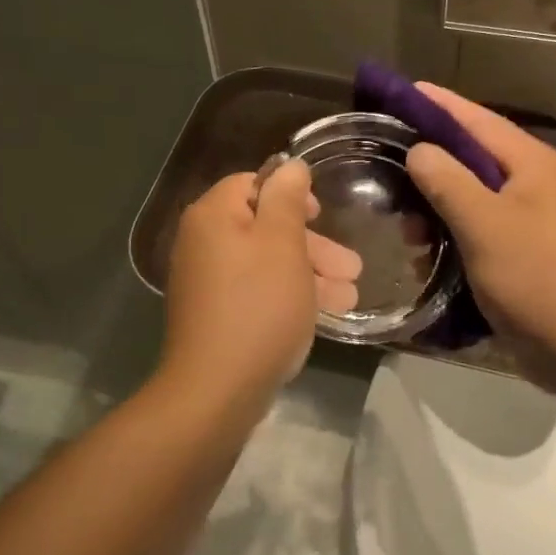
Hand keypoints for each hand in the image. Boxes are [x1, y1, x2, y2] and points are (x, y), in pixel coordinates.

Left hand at [161, 162, 362, 411]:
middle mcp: (204, 243)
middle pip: (265, 228)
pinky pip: (258, 292)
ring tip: (350, 297)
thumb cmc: (258, 306)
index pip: (252, 184)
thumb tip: (290, 165)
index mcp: (213, 216)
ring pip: (267, 264)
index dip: (291, 195)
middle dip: (314, 246)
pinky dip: (290, 296)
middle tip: (351, 266)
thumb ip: (287, 199)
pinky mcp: (217, 315)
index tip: (322, 214)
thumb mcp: (282, 244)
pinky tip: (325, 313)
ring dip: (311, 275)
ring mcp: (208, 282)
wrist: (217, 389)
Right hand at [405, 85, 555, 380]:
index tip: (405, 91)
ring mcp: (540, 220)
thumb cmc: (538, 278)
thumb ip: (448, 182)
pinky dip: (458, 236)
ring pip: (479, 198)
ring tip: (408, 228)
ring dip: (442, 209)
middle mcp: (541, 184)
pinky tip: (430, 255)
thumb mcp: (485, 225)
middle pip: (479, 159)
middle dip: (435, 165)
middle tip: (391, 169)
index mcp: (536, 165)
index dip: (441, 105)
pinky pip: (487, 230)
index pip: (480, 121)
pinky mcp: (533, 253)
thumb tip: (421, 150)